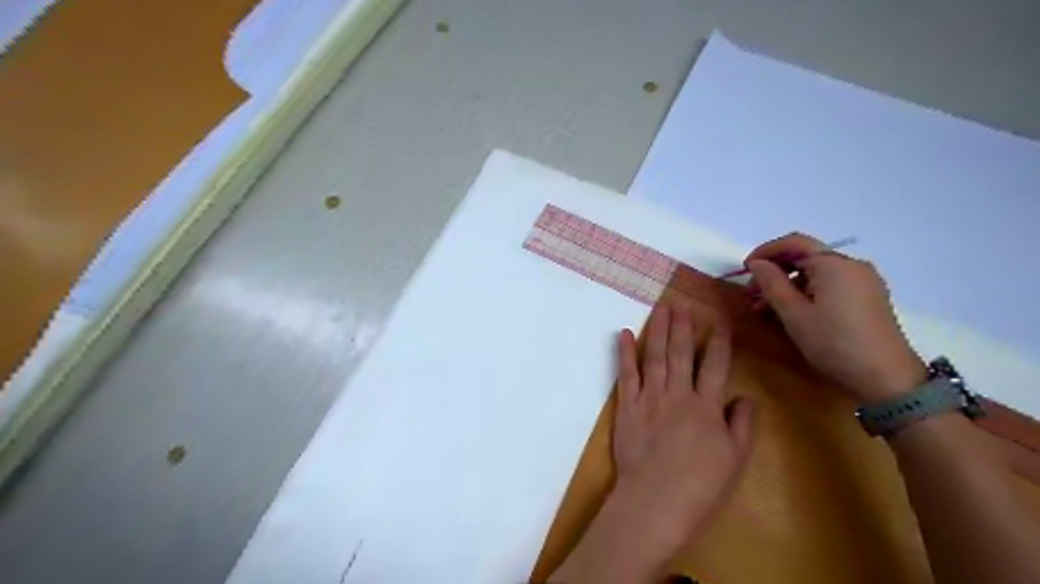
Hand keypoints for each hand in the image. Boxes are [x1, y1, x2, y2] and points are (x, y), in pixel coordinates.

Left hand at [611, 303, 752, 566]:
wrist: (655, 502)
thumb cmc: (700, 485)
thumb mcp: (735, 459)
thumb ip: (742, 424)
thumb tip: (746, 396)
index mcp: (707, 406)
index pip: (715, 365)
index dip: (719, 340)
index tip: (718, 319)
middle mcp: (678, 394)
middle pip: (681, 353)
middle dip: (683, 327)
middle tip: (683, 304)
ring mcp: (649, 397)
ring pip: (654, 356)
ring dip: (657, 330)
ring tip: (661, 308)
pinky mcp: (627, 406)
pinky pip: (626, 374)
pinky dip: (624, 353)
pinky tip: (624, 333)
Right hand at [748, 232, 926, 404]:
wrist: (886, 378)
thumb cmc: (833, 342)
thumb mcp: (794, 313)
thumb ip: (771, 283)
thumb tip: (757, 264)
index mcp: (834, 264)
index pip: (794, 242)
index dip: (765, 251)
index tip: (745, 269)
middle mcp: (851, 265)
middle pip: (805, 259)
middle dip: (774, 273)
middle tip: (752, 296)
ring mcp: (863, 282)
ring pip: (815, 275)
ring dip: (787, 287)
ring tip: (765, 311)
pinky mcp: (867, 299)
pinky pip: (829, 287)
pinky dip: (806, 295)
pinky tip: (792, 315)